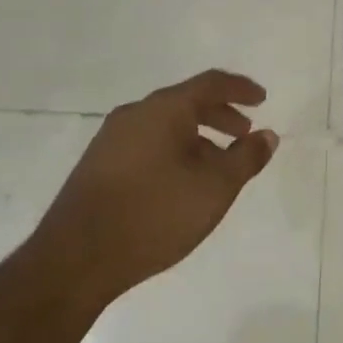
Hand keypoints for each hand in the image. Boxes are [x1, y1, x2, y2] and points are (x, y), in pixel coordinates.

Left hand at [41, 70, 278, 300]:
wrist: (76, 258)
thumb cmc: (155, 213)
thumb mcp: (215, 187)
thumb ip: (246, 158)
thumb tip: (267, 136)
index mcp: (163, 109)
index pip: (210, 84)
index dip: (240, 89)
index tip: (262, 99)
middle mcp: (135, 114)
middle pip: (185, 102)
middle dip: (220, 115)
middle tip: (244, 132)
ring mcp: (111, 139)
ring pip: (165, 125)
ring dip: (198, 137)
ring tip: (217, 164)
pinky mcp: (98, 165)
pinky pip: (147, 144)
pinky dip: (174, 150)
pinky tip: (182, 182)